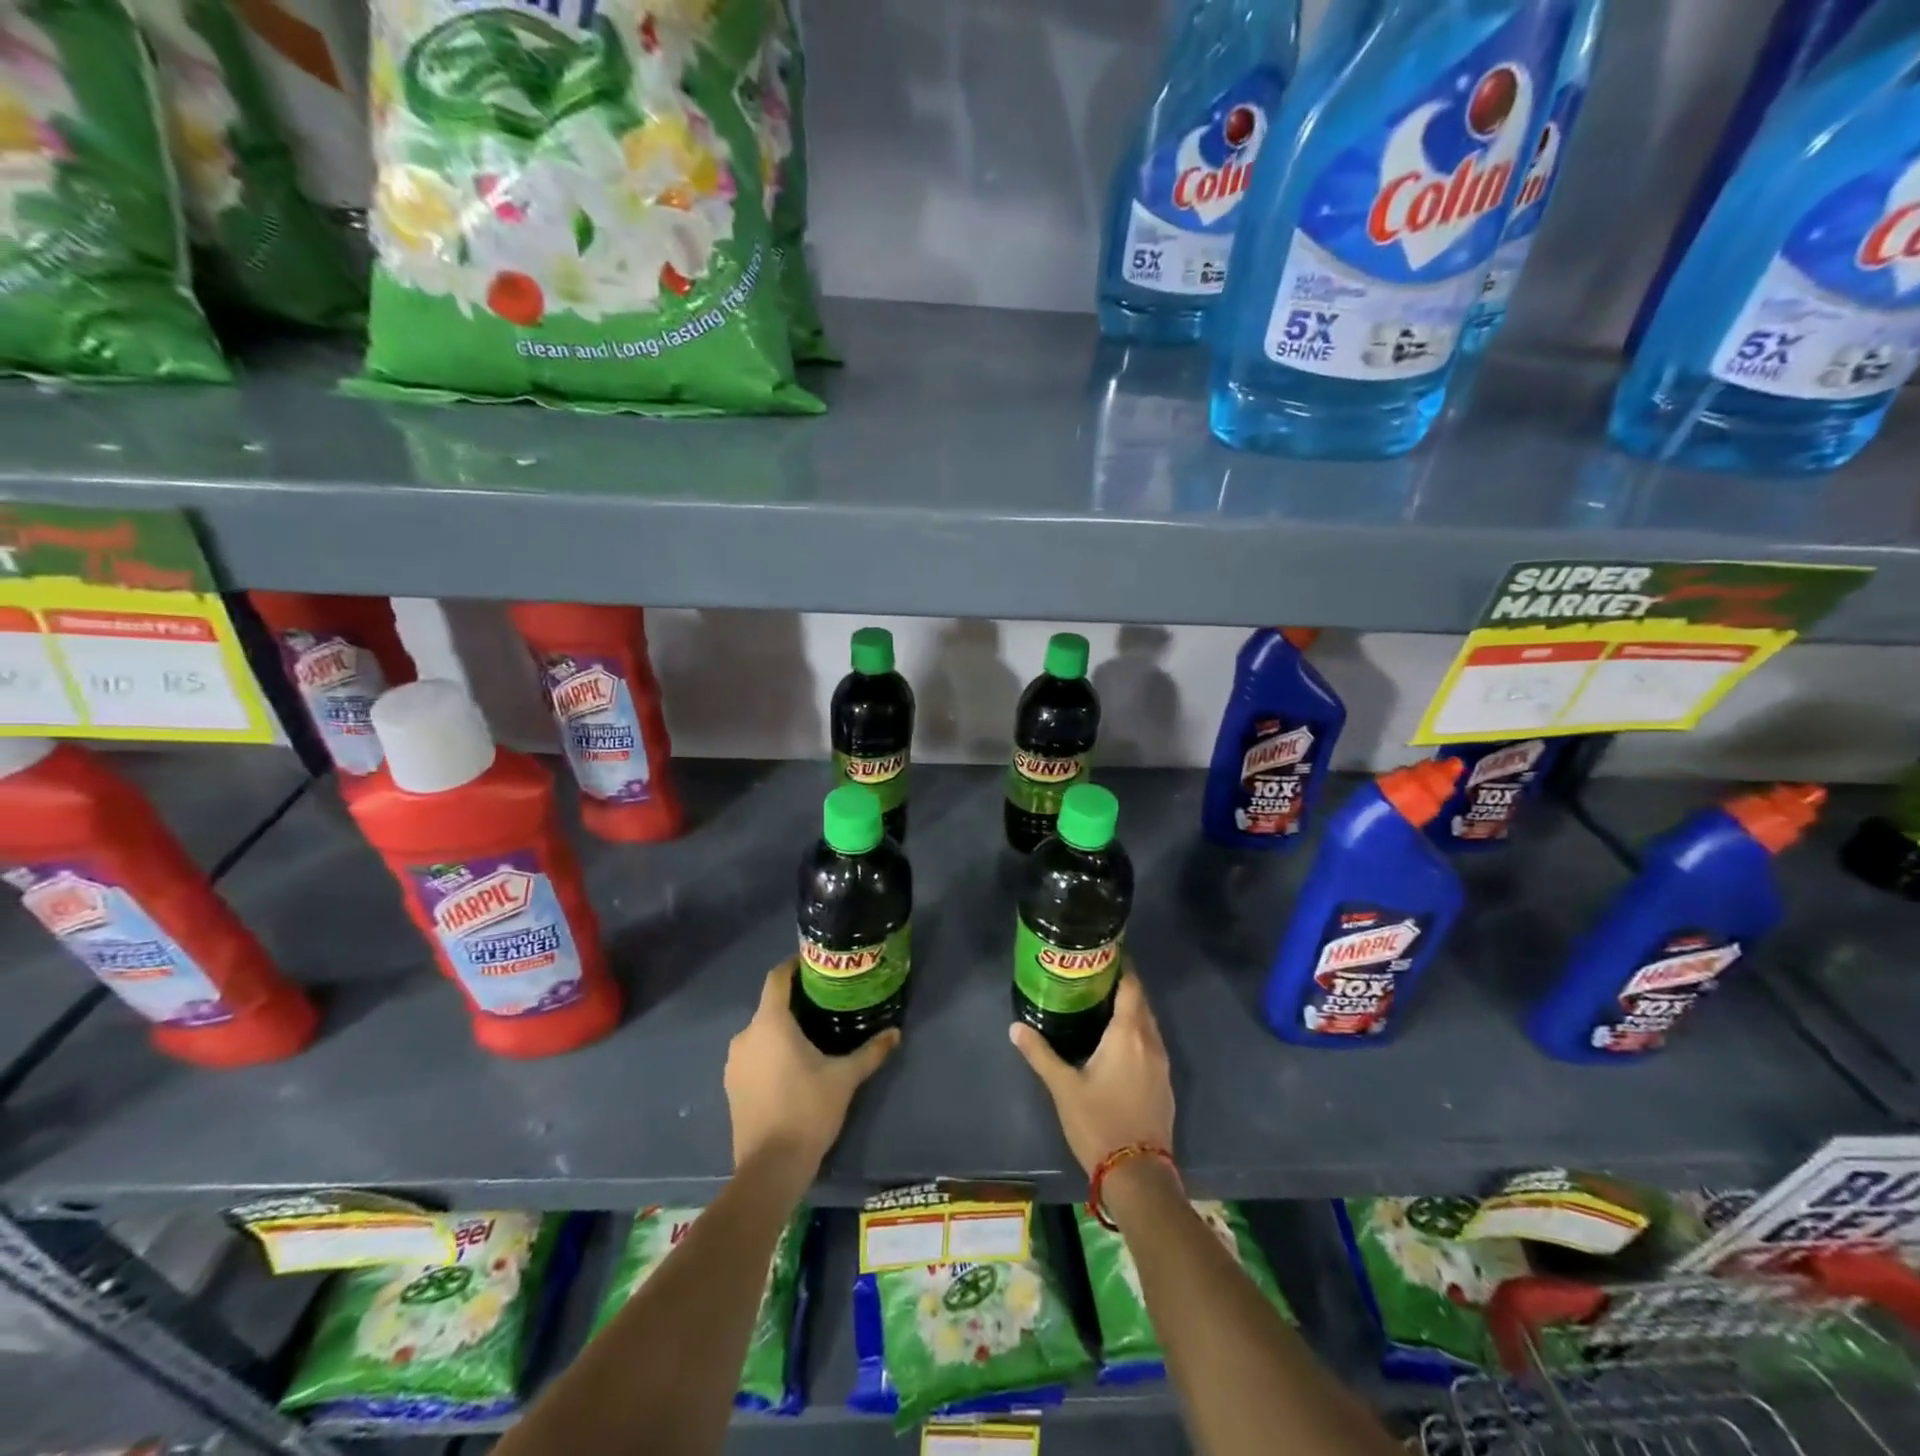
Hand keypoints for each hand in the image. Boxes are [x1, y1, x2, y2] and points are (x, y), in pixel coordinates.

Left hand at [725, 960, 899, 1186]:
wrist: (770, 1169)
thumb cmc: (807, 1111)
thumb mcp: (845, 1078)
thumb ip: (871, 1052)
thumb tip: (896, 1032)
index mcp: (770, 1023)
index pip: (777, 978)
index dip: (794, 966)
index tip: (816, 966)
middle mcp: (746, 1035)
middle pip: (770, 1005)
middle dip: (795, 1001)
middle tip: (825, 1003)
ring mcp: (734, 1062)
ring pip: (761, 1031)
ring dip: (782, 1029)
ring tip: (812, 1034)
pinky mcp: (731, 1085)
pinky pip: (753, 1054)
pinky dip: (770, 1051)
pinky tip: (792, 1066)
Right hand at [1009, 970, 1173, 1176]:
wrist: (1138, 1175)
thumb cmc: (1099, 1122)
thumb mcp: (1063, 1087)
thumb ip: (1040, 1053)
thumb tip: (1015, 1027)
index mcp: (1128, 1034)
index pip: (1131, 986)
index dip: (1121, 967)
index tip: (1103, 954)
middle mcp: (1150, 1041)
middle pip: (1141, 1002)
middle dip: (1123, 986)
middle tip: (1095, 977)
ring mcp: (1162, 1064)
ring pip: (1149, 1024)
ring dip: (1132, 1011)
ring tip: (1103, 1005)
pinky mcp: (1165, 1084)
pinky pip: (1152, 1045)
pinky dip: (1138, 1033)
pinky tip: (1119, 1043)